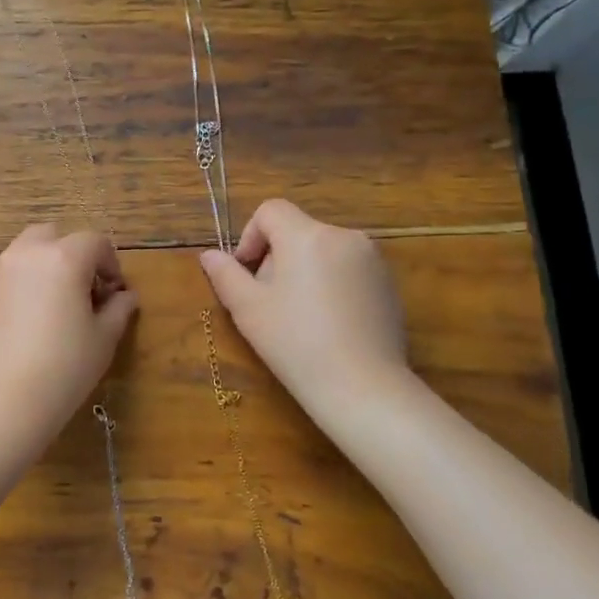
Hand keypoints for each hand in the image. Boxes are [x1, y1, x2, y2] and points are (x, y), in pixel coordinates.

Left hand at [0, 224, 138, 434]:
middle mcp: (27, 255)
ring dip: (46, 266)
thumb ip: (118, 309)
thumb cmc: (64, 368)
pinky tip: (30, 320)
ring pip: (26, 252)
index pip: (94, 242)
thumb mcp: (103, 339)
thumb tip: (125, 296)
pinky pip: (8, 274)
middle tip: (84, 290)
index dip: (110, 263)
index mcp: (63, 258)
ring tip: (56, 305)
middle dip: (73, 254)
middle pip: (54, 235)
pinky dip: (24, 283)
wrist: (2, 400)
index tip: (114, 292)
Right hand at [199, 199, 409, 415]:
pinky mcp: (389, 284)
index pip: (270, 211)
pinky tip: (328, 325)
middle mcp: (344, 236)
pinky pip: (348, 270)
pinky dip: (331, 284)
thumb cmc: (296, 343)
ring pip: (323, 251)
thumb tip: (209, 255)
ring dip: (303, 271)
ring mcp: (372, 260)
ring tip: (299, 317)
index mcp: (308, 236)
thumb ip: (225, 275)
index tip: (245, 274)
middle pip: (296, 231)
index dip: (250, 237)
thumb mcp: (248, 309)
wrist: (362, 387)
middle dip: (276, 258)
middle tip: (268, 303)